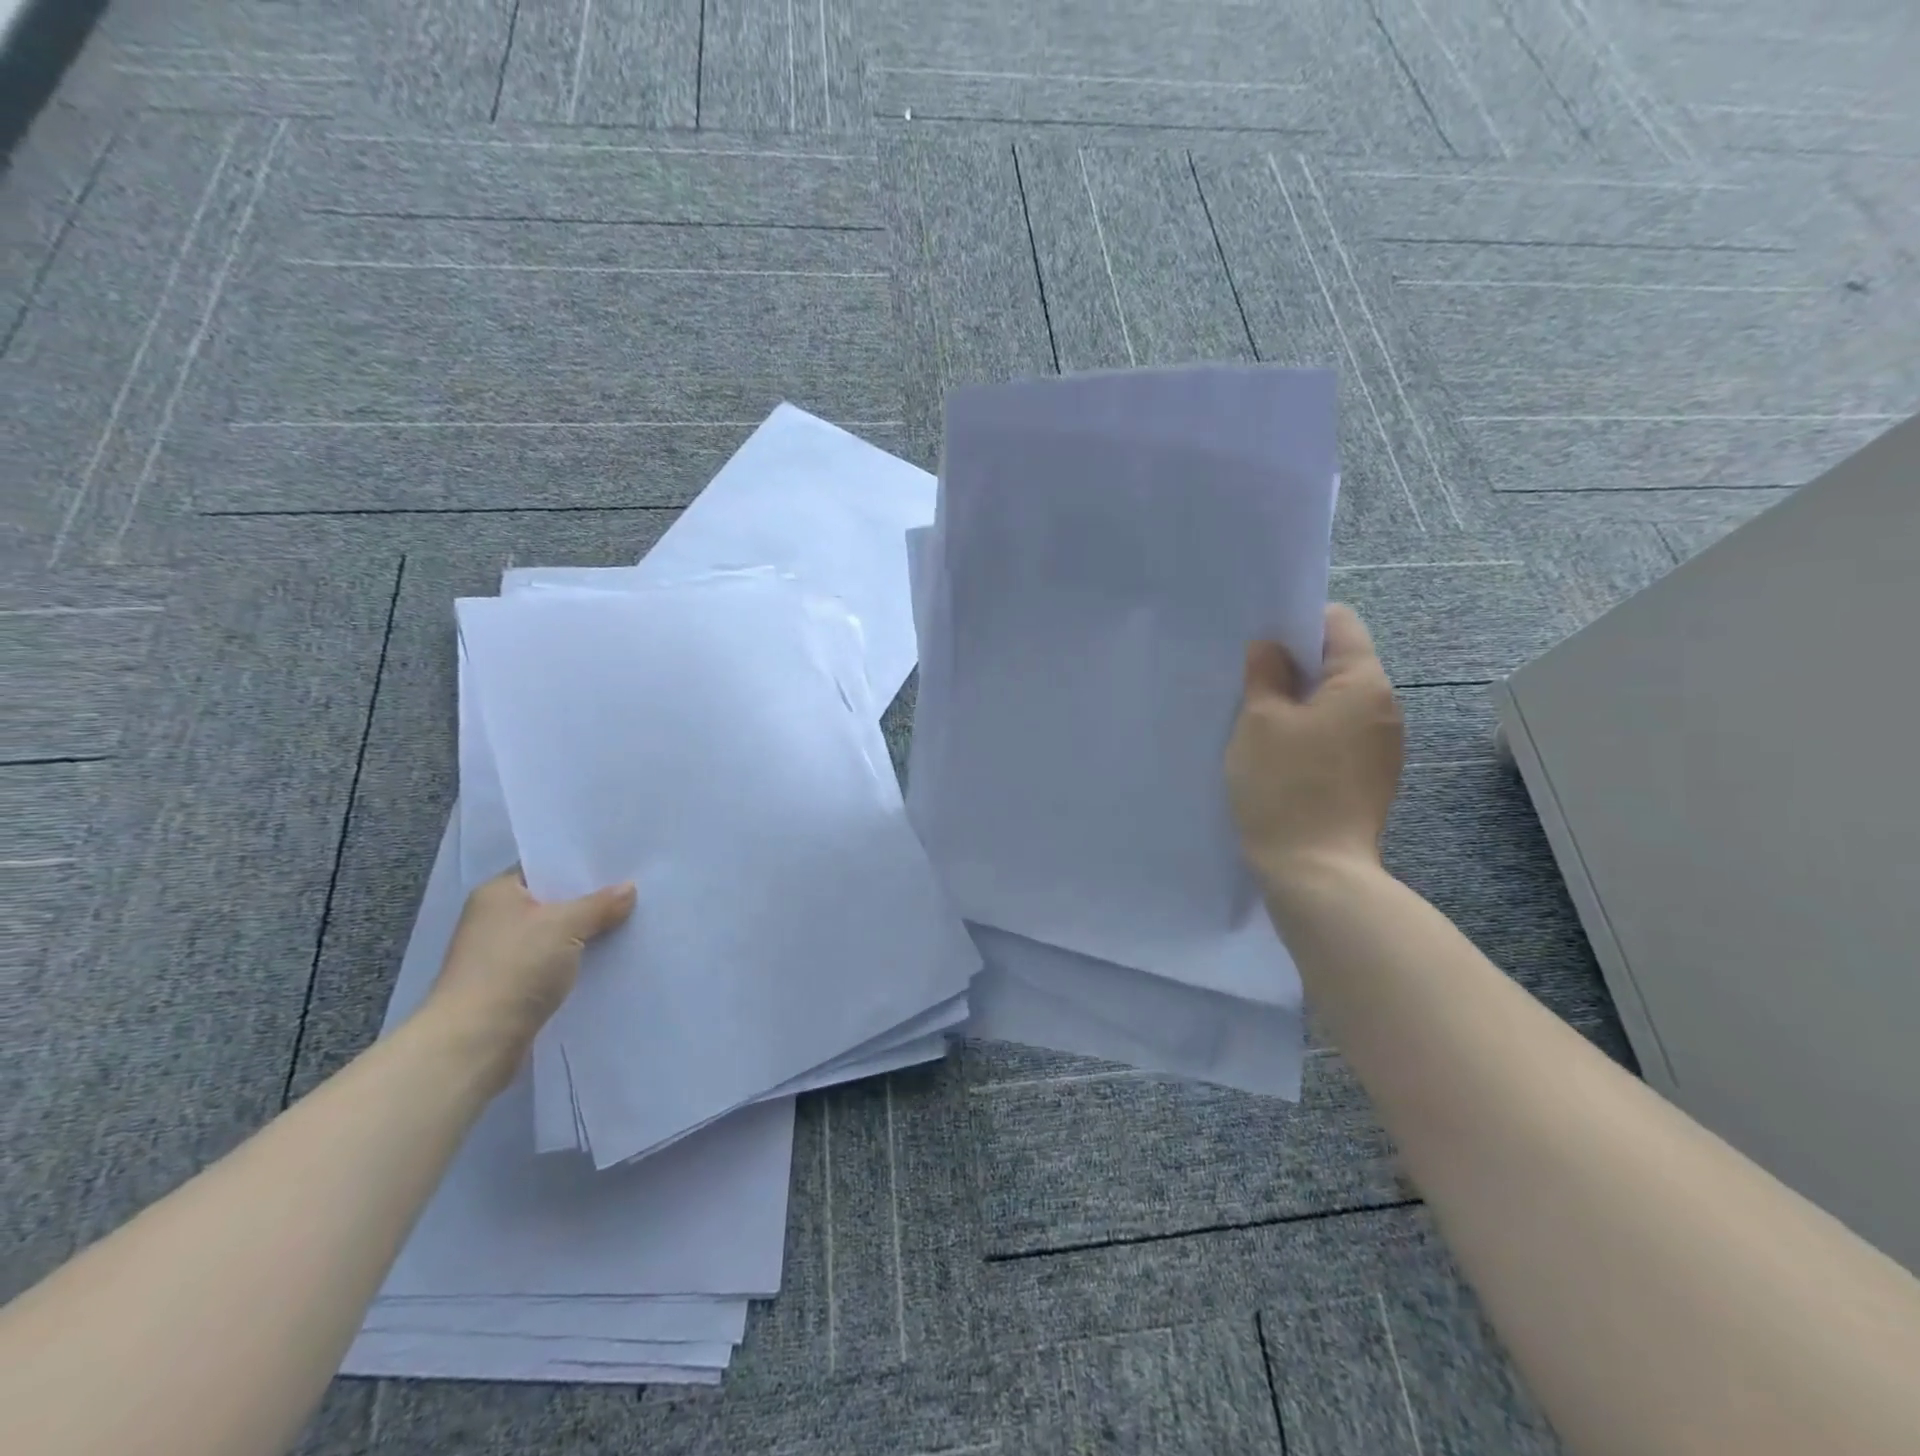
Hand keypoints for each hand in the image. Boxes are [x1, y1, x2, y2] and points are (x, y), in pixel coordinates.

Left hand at [423, 869, 635, 1088]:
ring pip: (556, 932)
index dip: (581, 863)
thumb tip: (629, 888)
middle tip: (636, 888)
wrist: (475, 1042)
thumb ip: (600, 904)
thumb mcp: (565, 925)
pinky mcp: (512, 984)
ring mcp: (502, 953)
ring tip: (631, 920)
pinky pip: (555, 960)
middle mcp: (495, 918)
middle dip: (590, 898)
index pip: (544, 866)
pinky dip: (578, 958)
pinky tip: (609, 956)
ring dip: (587, 931)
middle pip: (553, 899)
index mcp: (498, 892)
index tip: (621, 861)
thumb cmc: (515, 968)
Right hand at [1226, 603, 1404, 887]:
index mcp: (1363, 683)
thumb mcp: (1260, 721)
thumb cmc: (1285, 786)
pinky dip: (1309, 733)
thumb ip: (1265, 673)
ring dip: (1298, 703)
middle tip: (1246, 681)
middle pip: (1339, 663)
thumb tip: (1269, 647)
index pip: (1338, 623)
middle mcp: (1384, 708)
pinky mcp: (1370, 778)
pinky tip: (1278, 755)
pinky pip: (1337, 735)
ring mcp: (1381, 746)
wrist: (1316, 872)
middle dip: (1293, 666)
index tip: (1258, 643)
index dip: (1296, 623)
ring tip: (1256, 722)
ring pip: (1335, 702)